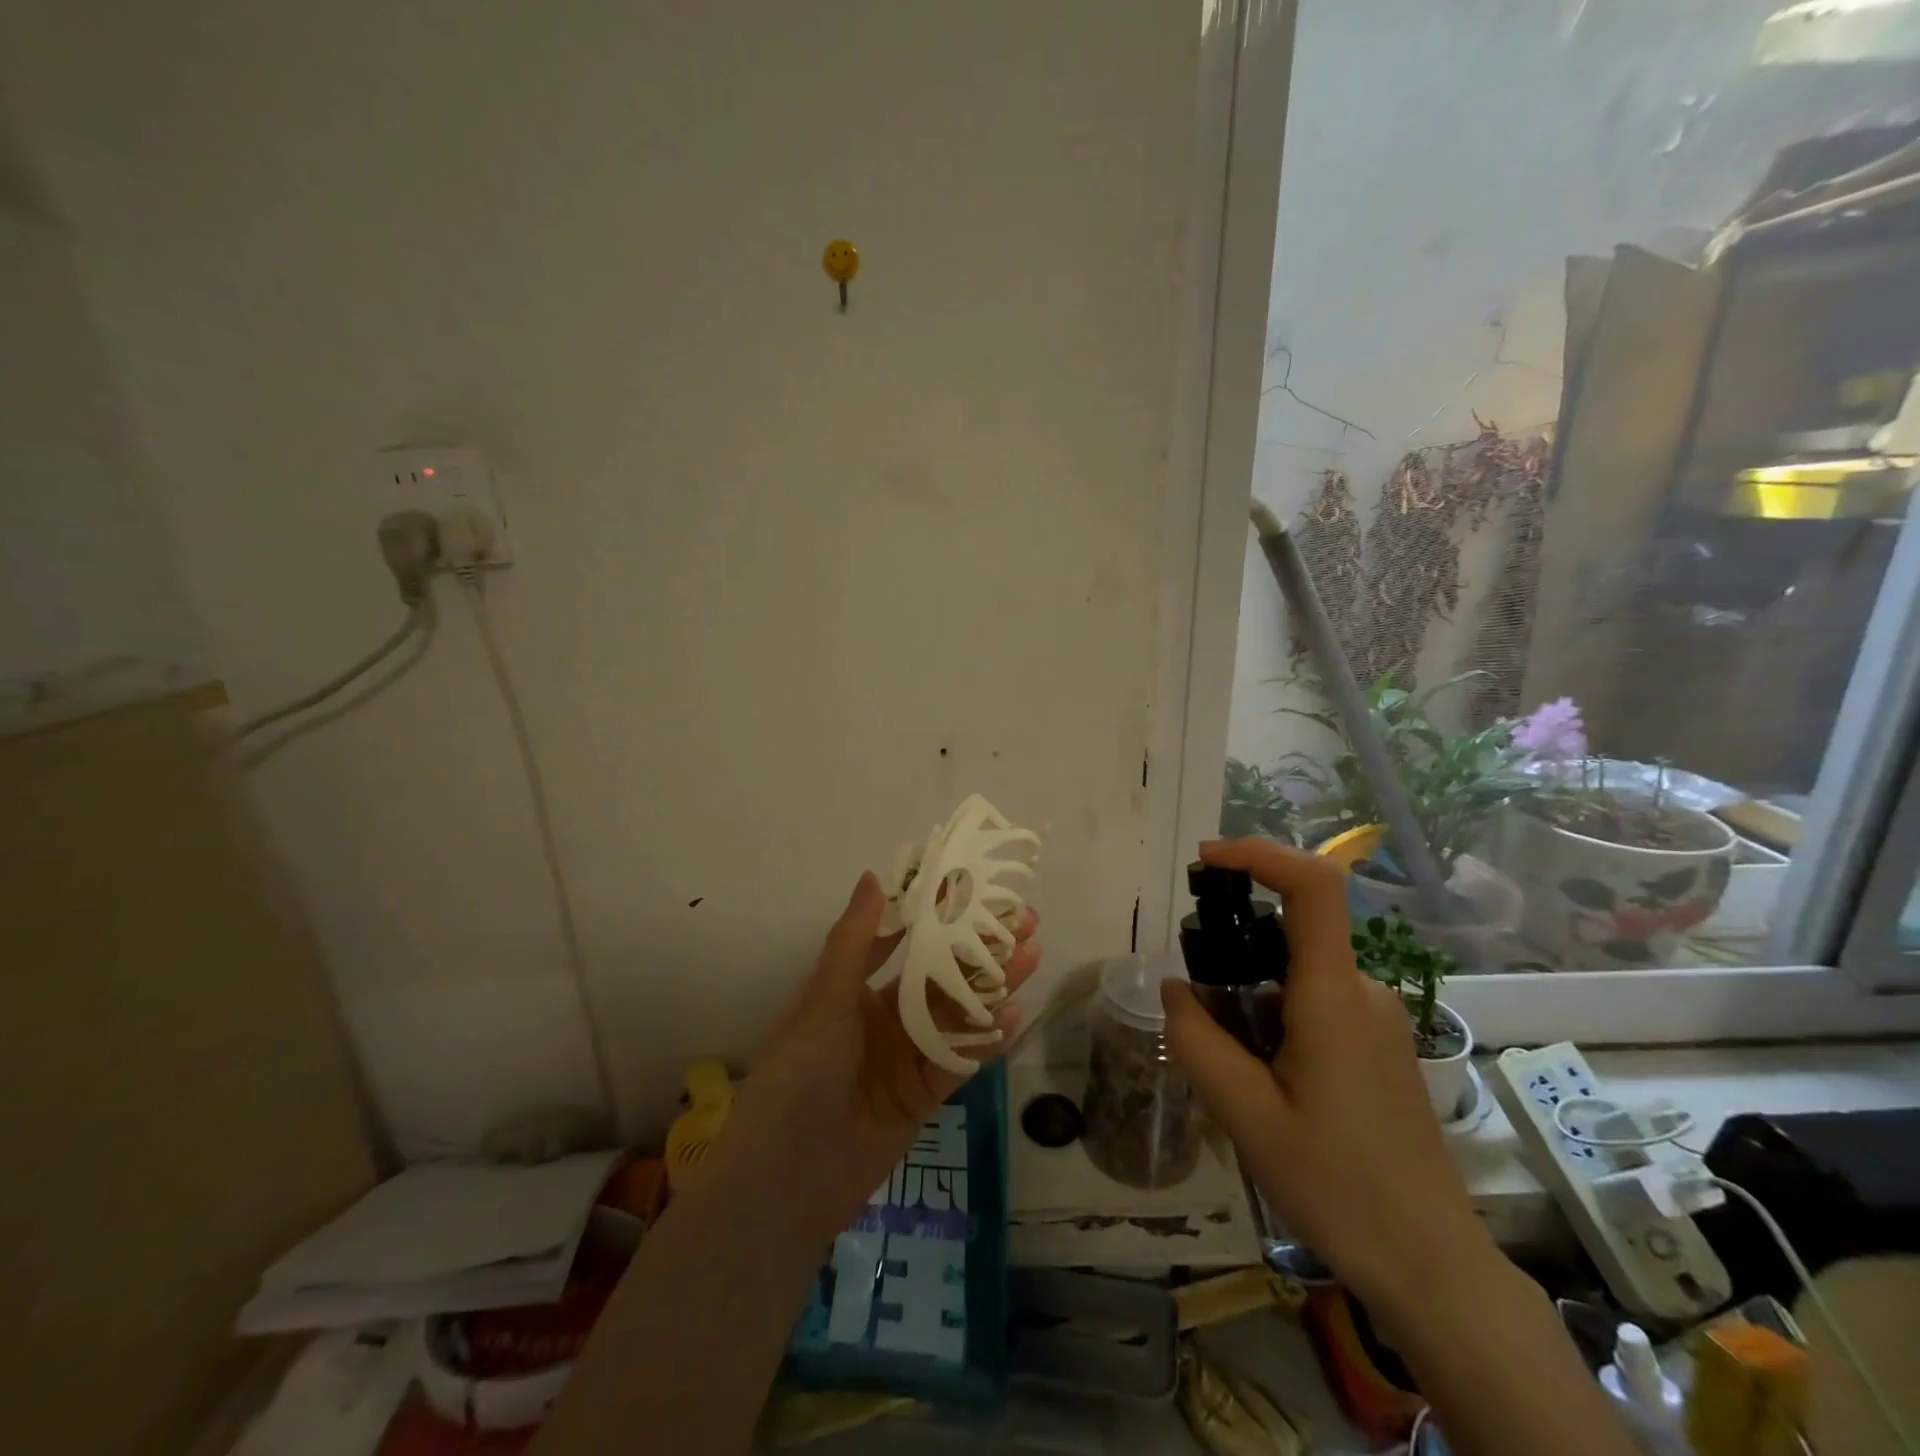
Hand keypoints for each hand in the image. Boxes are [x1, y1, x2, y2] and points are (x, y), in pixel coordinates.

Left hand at [722, 871, 1040, 1234]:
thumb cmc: (798, 1073)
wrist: (786, 1179)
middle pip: (942, 975)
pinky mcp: (923, 1096)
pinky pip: (959, 1059)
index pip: (906, 941)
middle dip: (980, 949)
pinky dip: (985, 1038)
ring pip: (957, 1013)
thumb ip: (854, 939)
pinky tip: (1013, 1013)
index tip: (979, 892)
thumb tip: (874, 875)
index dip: (942, 917)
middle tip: (1026, 924)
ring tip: (1032, 956)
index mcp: (854, 988)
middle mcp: (884, 1017)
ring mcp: (905, 1057)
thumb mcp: (824, 999)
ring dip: (993, 986)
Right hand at [1161, 838, 1497, 1314]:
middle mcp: (1363, 993)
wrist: (1433, 1269)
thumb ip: (1197, 1040)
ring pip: (1298, 972)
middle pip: (1292, 931)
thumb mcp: (1245, 1115)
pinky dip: (1274, 1014)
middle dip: (1234, 947)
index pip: (1313, 887)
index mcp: (1334, 997)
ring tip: (1231, 1066)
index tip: (1205, 861)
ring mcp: (1378, 1019)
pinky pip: (1317, 1001)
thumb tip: (1173, 988)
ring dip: (1251, 992)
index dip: (1259, 854)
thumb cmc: (1338, 1187)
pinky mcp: (1380, 1046)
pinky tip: (1264, 1080)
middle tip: (1200, 1009)